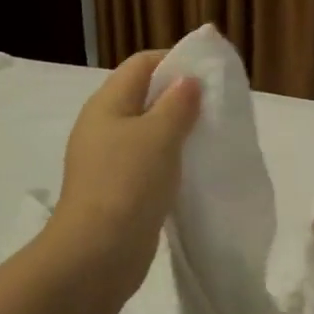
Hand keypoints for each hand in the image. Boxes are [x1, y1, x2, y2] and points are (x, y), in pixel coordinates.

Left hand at [48, 51, 200, 300]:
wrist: (98, 253)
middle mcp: (103, 126)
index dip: (173, 59)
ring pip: (148, 131)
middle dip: (179, 96)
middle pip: (144, 96)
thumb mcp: (159, 135)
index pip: (141, 64)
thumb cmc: (128, 183)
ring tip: (210, 134)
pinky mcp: (118, 189)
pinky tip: (192, 168)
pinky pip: (148, 162)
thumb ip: (177, 103)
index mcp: (106, 104)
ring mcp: (108, 160)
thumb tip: (188, 80)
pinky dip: (170, 159)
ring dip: (177, 130)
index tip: (208, 71)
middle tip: (216, 104)